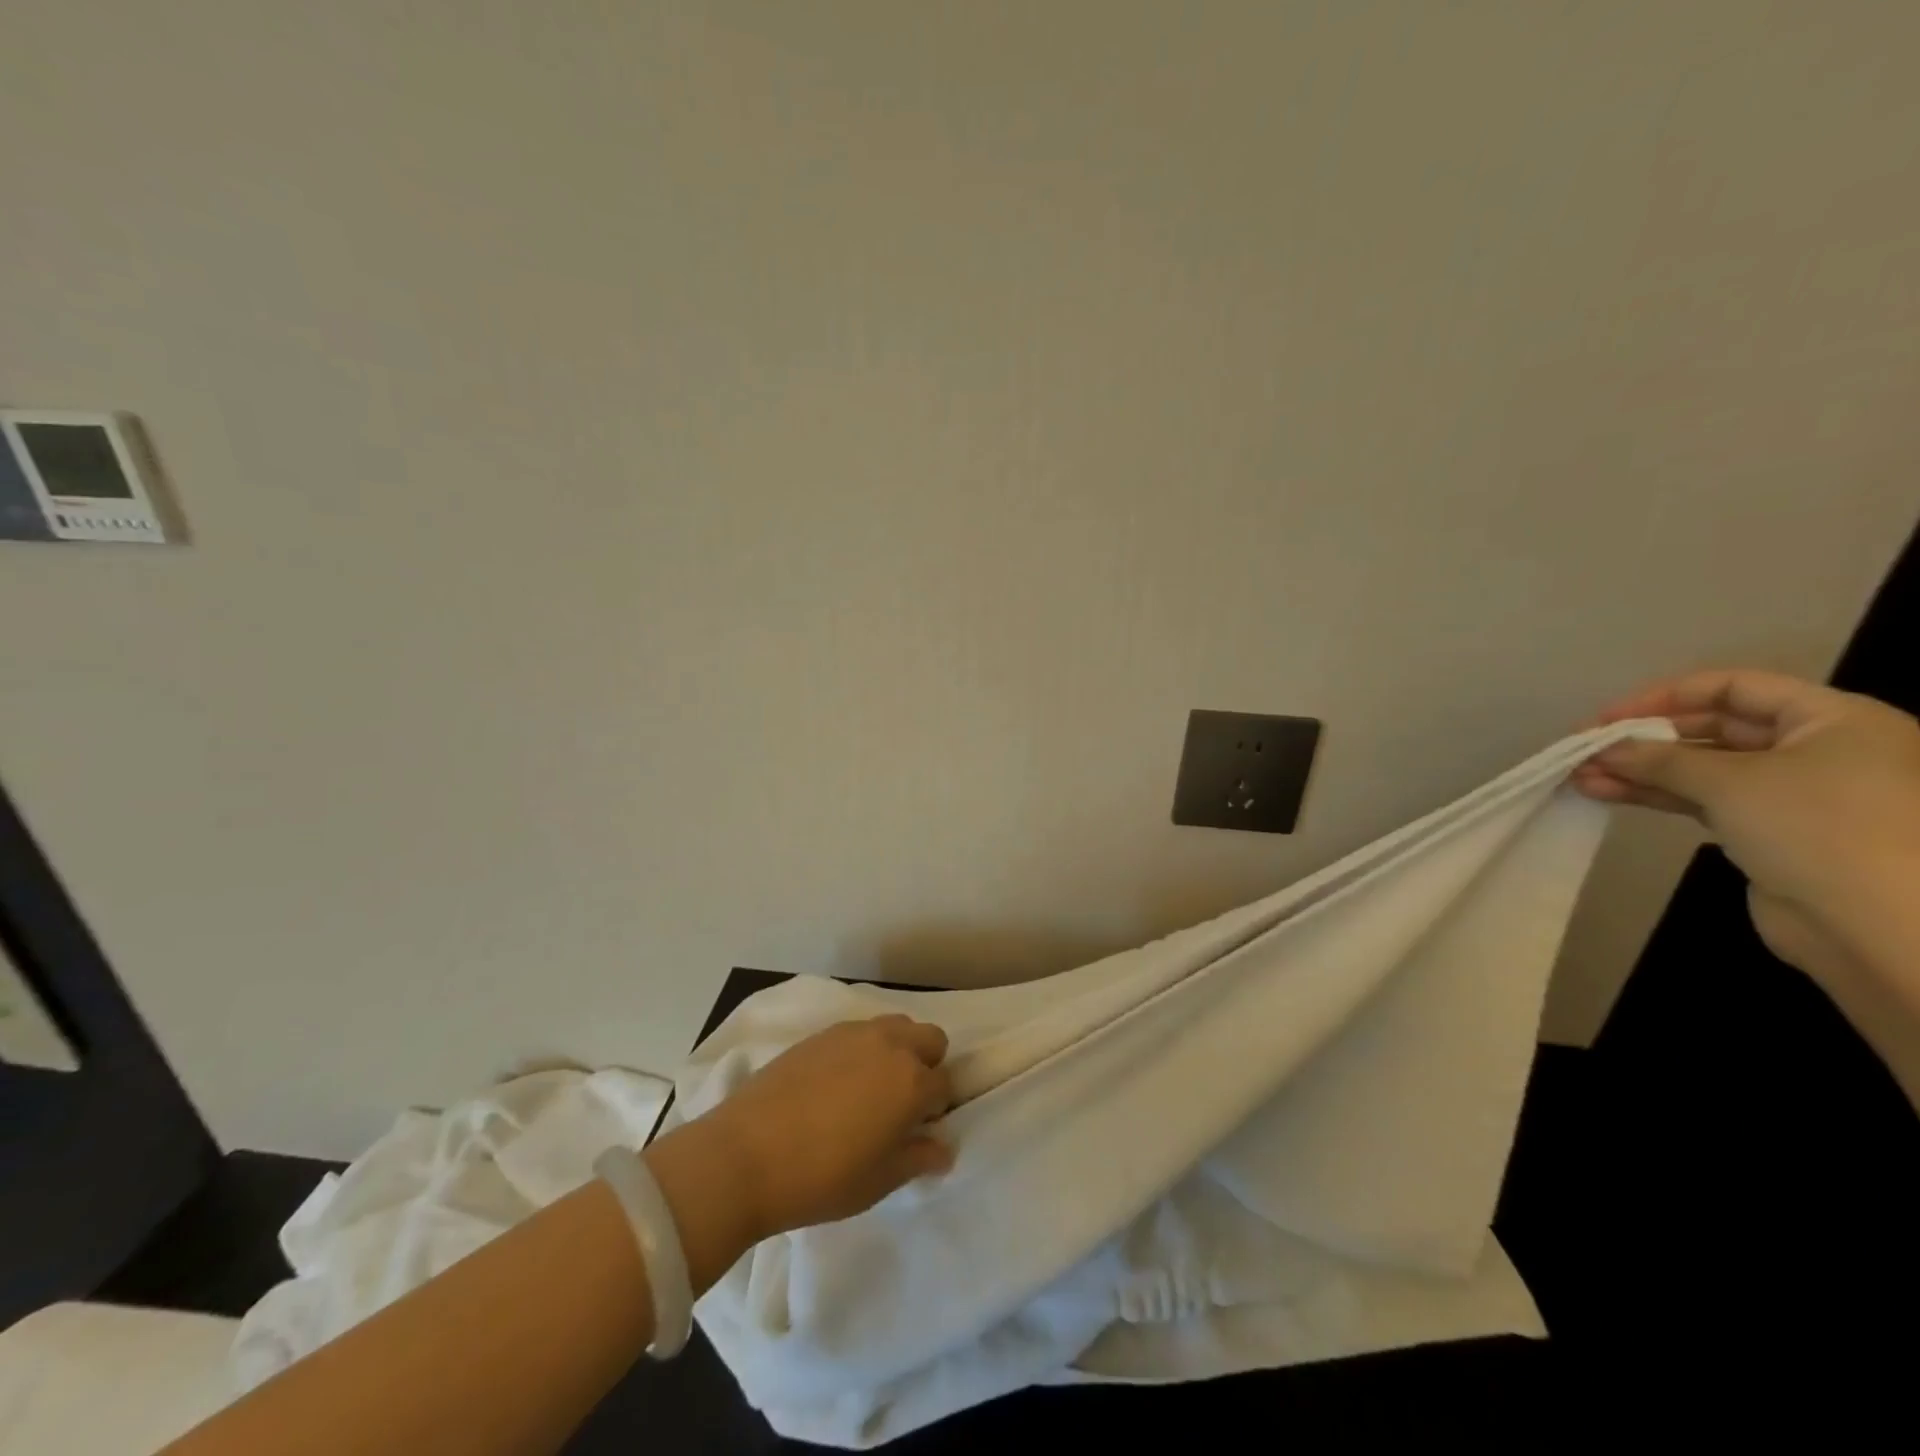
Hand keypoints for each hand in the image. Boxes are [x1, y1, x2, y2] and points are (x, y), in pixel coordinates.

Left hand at [679, 1015, 954, 1242]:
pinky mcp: (822, 1033)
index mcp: (911, 1083)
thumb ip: (918, 1159)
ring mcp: (854, 1034)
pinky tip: (837, 1083)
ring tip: (870, 1089)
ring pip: (896, 1026)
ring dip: (897, 1050)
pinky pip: (860, 1031)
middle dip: (927, 1065)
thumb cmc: (821, 1178)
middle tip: (902, 1104)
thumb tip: (943, 1149)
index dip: (937, 1109)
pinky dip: (863, 1048)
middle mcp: (890, 1046)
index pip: (945, 1085)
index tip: (918, 1131)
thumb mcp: (878, 1182)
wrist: (744, 1155)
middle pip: (930, 1038)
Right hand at [1572, 669, 1919, 975]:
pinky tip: (1607, 794)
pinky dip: (1657, 795)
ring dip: (1640, 770)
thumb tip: (1602, 748)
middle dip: (1644, 740)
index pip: (1735, 687)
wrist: (1879, 926)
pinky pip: (1705, 801)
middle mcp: (1820, 750)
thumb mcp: (1732, 781)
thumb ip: (1659, 759)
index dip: (1666, 697)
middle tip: (1586, 750)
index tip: (1608, 719)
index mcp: (1834, 720)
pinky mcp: (1771, 832)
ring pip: (1703, 769)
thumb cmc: (1819, 827)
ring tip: (1582, 777)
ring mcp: (1796, 794)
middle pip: (1715, 728)